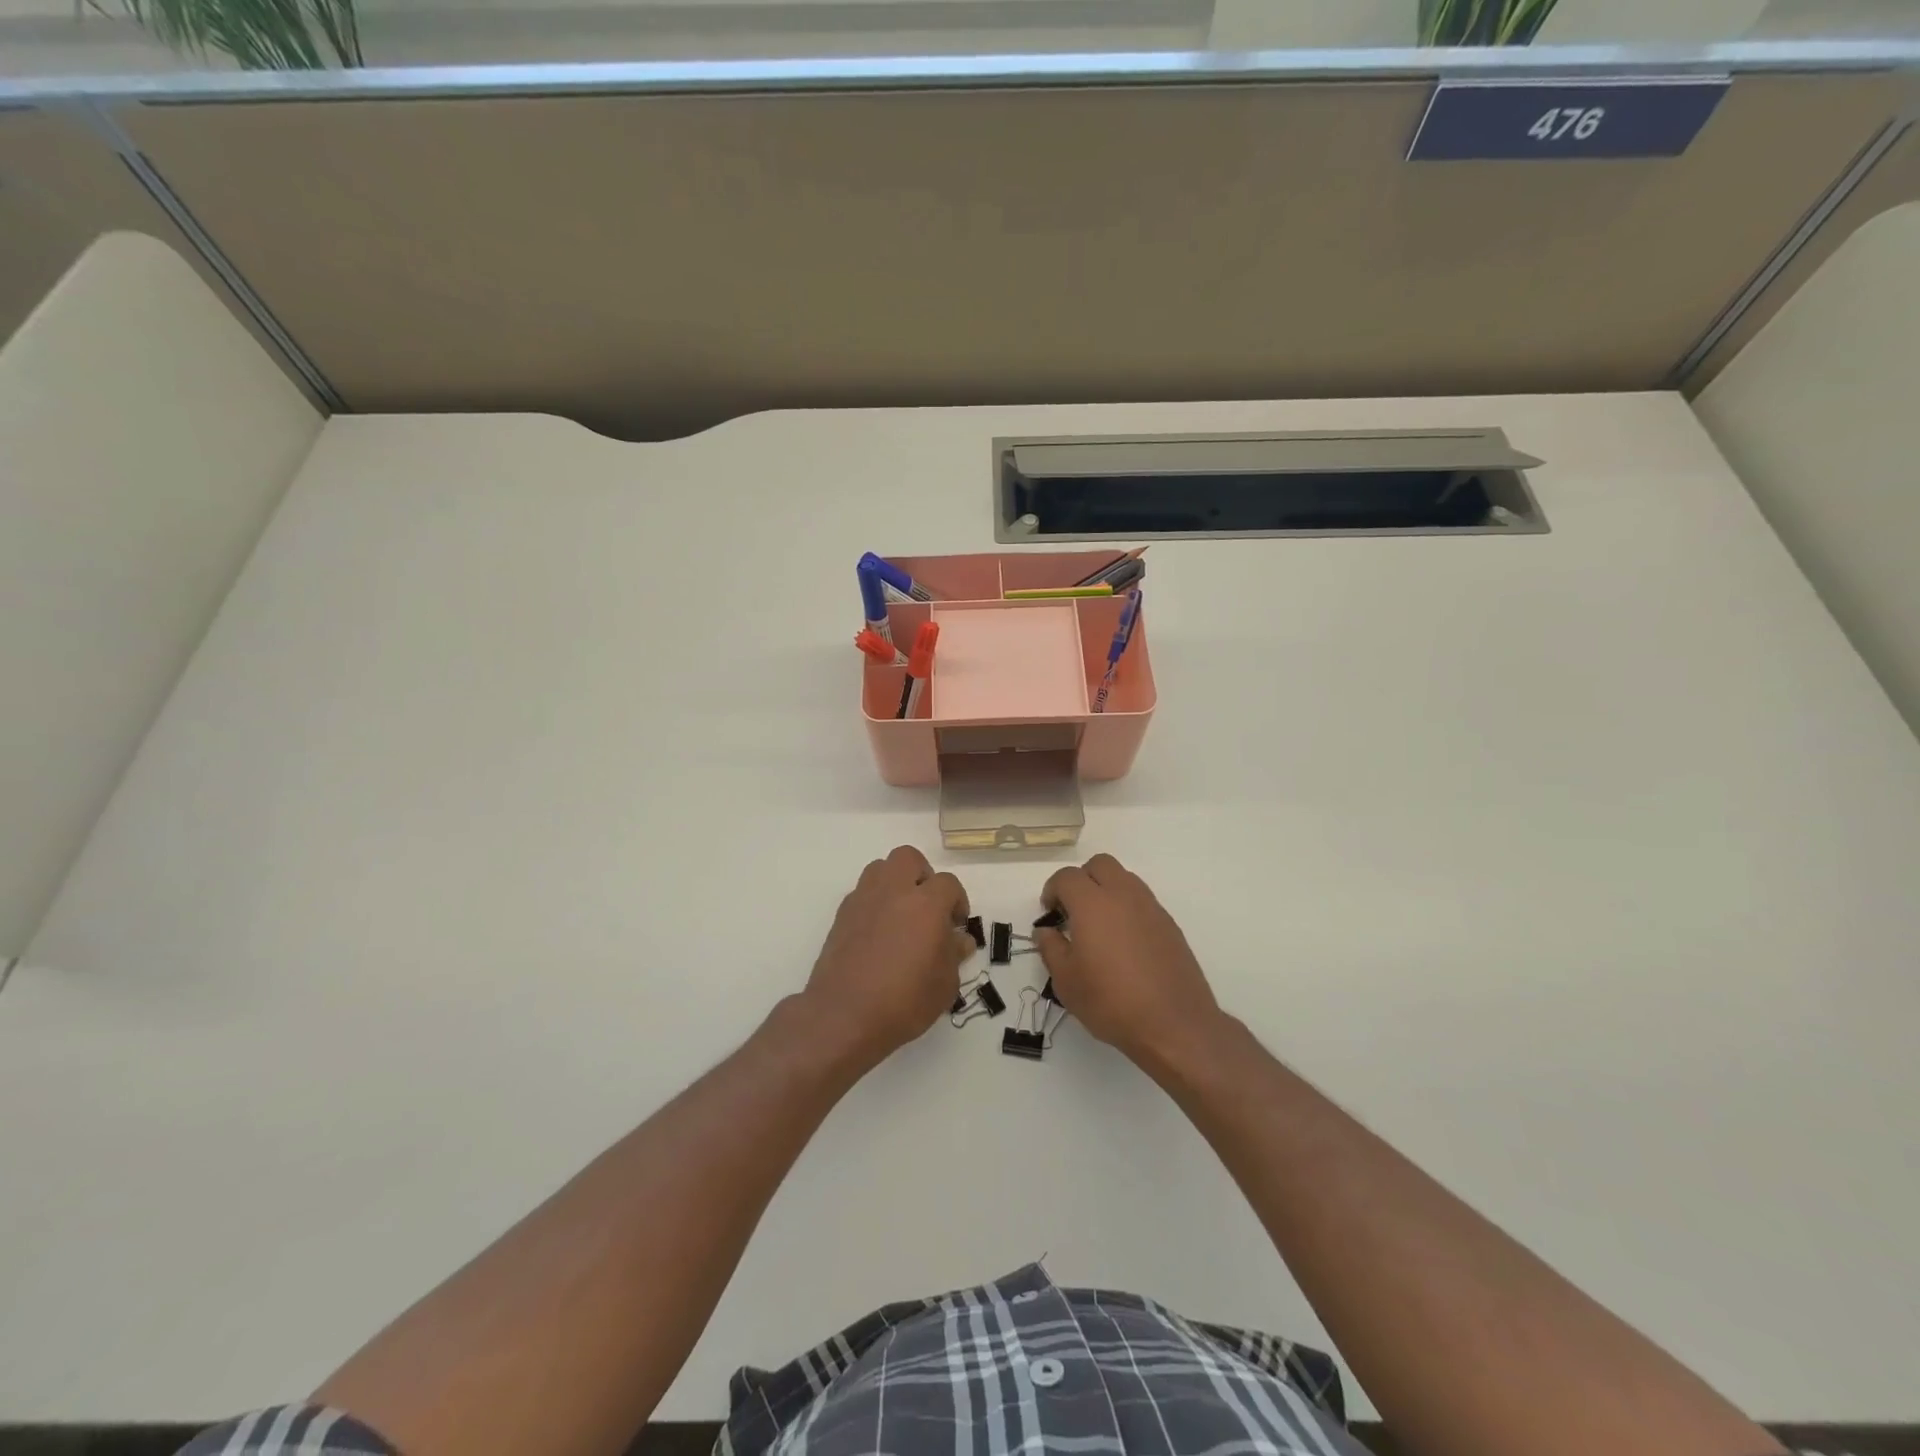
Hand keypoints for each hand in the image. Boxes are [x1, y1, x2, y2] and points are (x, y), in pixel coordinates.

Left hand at [801, 846, 972, 1070]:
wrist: (844, 1016)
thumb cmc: (904, 1002)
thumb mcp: (945, 985)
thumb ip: (954, 954)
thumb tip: (958, 940)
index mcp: (926, 904)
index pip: (948, 883)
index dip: (957, 900)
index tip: (956, 924)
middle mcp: (893, 892)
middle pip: (908, 858)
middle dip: (922, 875)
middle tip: (928, 906)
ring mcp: (863, 900)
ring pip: (880, 869)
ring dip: (895, 883)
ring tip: (901, 915)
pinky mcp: (841, 916)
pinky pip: (862, 893)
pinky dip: (874, 903)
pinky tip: (879, 933)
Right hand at [1034, 854, 1224, 1068]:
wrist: (1174, 1024)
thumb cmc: (1111, 1002)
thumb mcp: (1067, 981)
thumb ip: (1051, 948)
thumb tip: (1046, 930)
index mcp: (1093, 903)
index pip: (1067, 877)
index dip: (1052, 890)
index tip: (1050, 913)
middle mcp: (1123, 895)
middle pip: (1100, 864)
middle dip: (1082, 879)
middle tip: (1073, 910)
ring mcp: (1151, 907)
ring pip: (1124, 878)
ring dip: (1107, 890)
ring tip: (1099, 926)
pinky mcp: (1169, 924)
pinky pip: (1142, 901)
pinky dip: (1127, 908)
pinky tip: (1124, 943)